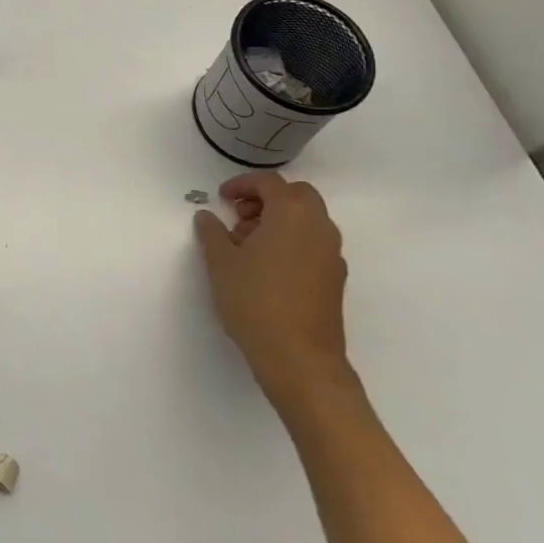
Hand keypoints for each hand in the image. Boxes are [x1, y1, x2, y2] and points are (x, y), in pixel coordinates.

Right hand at [195, 173, 353, 412]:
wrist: (300, 360)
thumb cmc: (255, 301)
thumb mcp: (221, 262)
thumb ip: (211, 232)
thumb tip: (208, 217)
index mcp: (291, 214)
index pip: (269, 183)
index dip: (242, 185)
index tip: (221, 198)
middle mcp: (318, 227)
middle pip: (297, 195)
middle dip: (267, 199)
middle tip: (240, 217)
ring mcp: (332, 254)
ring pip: (308, 220)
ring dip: (280, 220)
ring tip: (249, 246)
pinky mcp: (335, 279)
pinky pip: (314, 244)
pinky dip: (292, 241)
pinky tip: (268, 268)